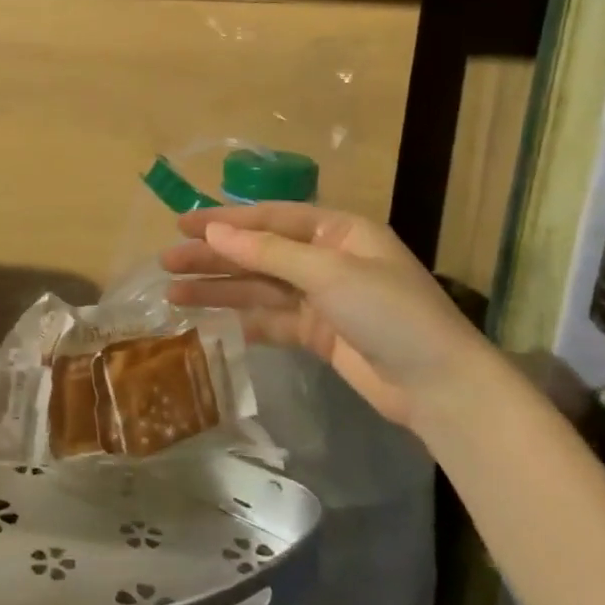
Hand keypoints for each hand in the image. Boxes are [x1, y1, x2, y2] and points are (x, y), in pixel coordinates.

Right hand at [161, 204, 501, 438]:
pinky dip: (241, 319)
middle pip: (259, 252)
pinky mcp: (317, 334)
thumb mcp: (327, 273)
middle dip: (214, 257)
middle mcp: (327, 259)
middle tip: (167, 262)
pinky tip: (208, 321)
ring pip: (259, 288)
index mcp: (337, 232)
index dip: (225, 220)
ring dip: (219, 289)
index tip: (181, 225)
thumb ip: (267, 253)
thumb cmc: (389, 313)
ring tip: (172, 293)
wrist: (438, 386)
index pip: (270, 217)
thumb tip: (214, 232)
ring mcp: (322, 299)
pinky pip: (270, 319)